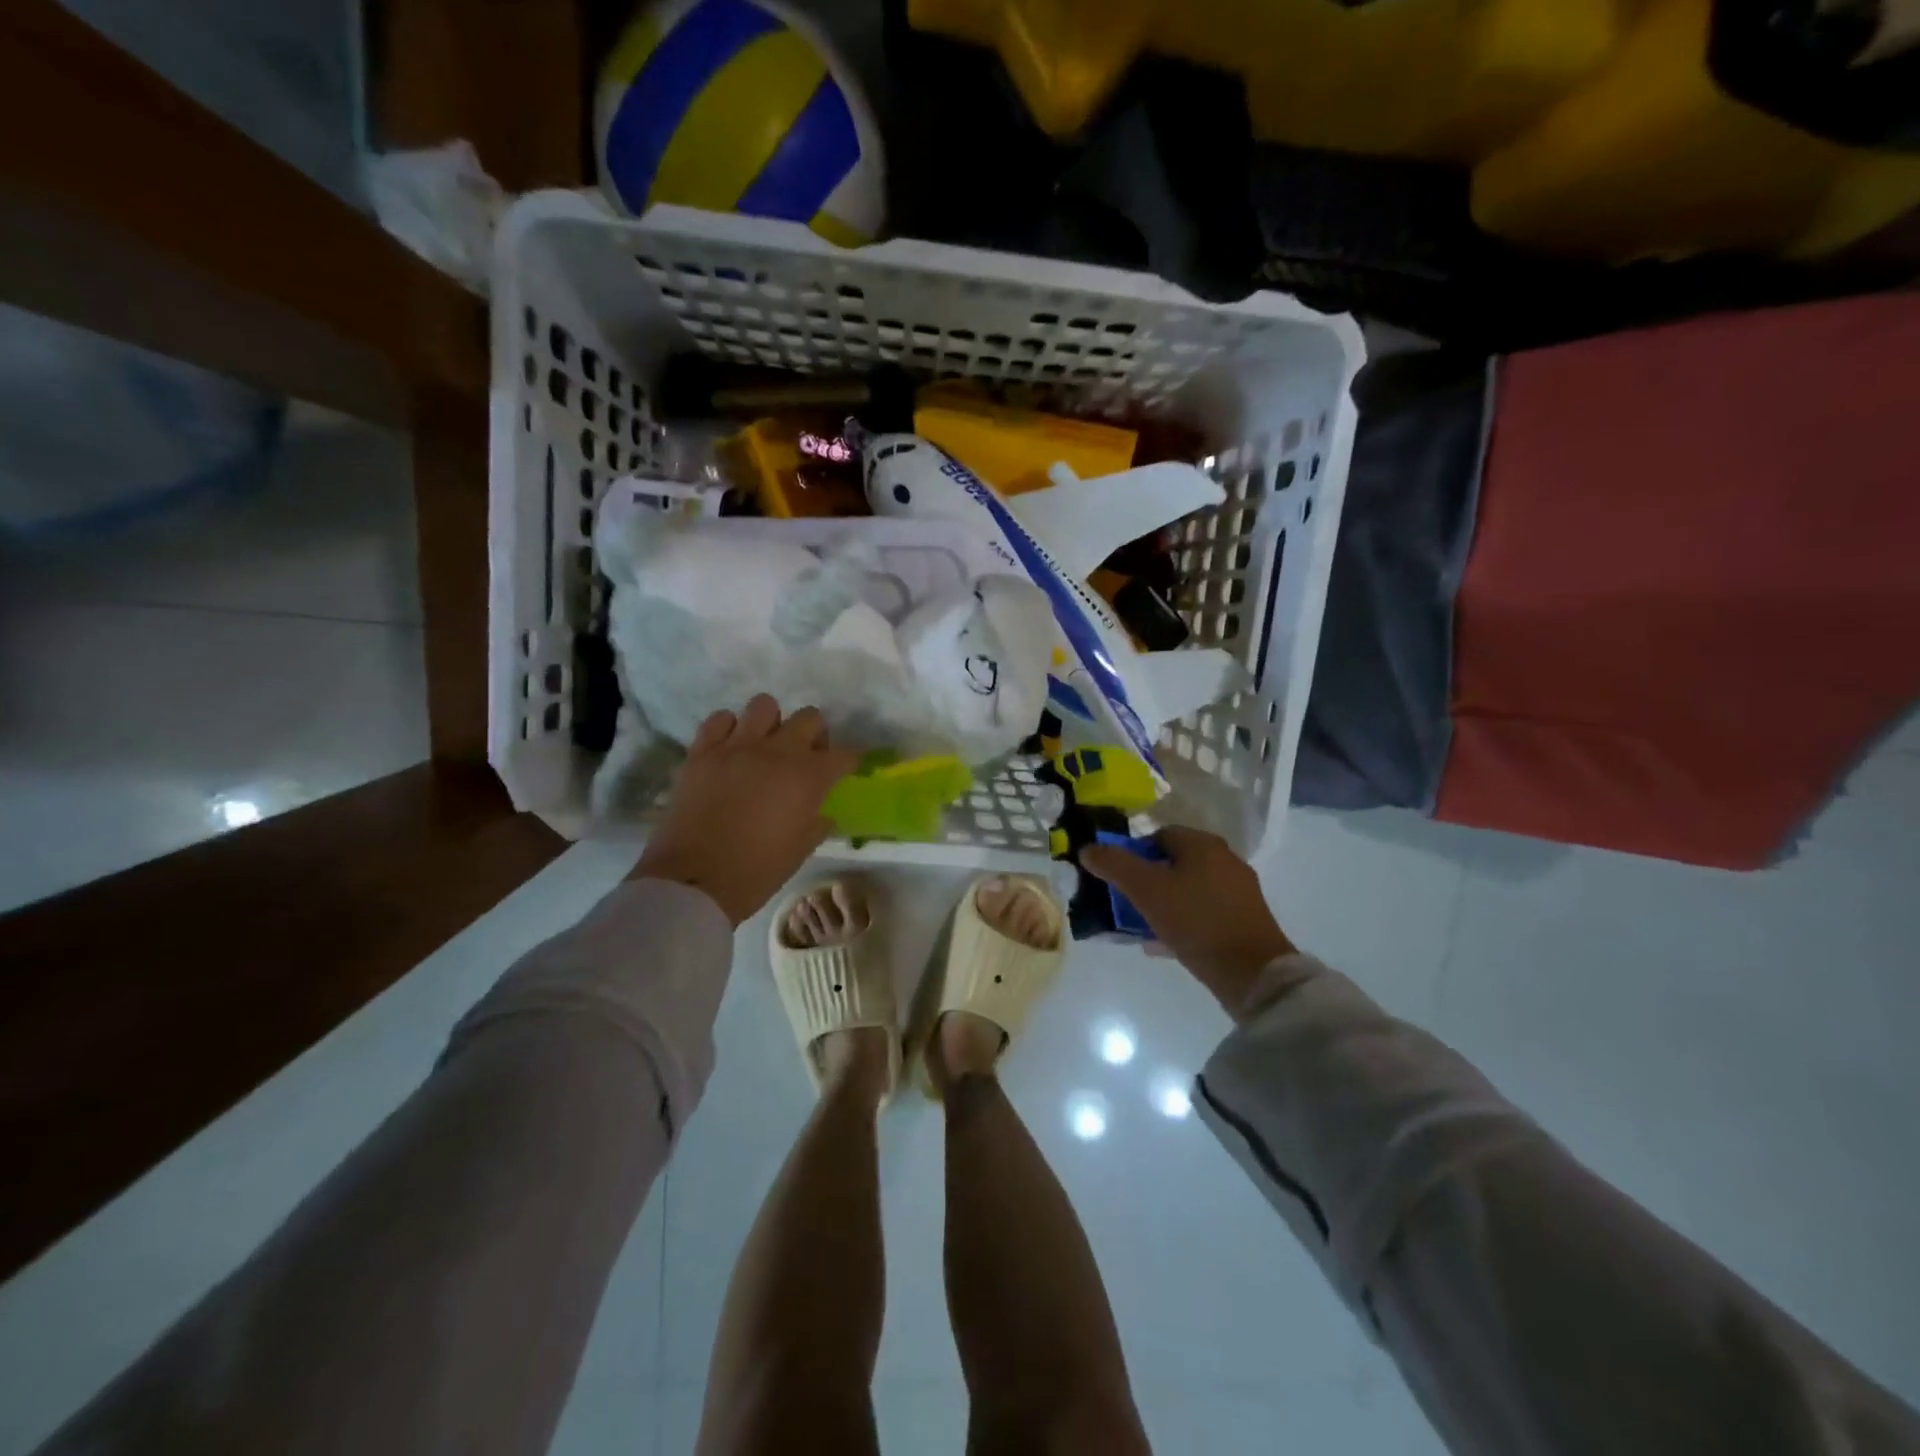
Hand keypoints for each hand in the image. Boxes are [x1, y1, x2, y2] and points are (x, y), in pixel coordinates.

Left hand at [631, 695, 859, 925]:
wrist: (693, 881)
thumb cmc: (755, 871)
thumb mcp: (800, 851)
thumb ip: (817, 824)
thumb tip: (823, 812)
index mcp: (808, 778)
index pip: (843, 754)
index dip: (850, 760)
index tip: (847, 768)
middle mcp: (777, 752)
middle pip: (809, 718)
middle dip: (815, 734)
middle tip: (806, 756)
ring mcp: (736, 747)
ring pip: (764, 705)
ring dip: (771, 723)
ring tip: (765, 746)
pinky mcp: (702, 751)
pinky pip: (720, 719)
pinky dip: (729, 729)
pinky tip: (730, 749)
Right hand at [1080, 827, 1303, 1018]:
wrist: (1252, 972)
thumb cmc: (1196, 920)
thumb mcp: (1146, 889)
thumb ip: (1114, 865)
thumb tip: (1087, 848)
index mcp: (1203, 844)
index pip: (1158, 835)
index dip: (1133, 852)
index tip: (1117, 877)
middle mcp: (1224, 860)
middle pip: (1173, 862)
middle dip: (1146, 880)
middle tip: (1125, 901)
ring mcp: (1238, 891)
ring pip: (1187, 889)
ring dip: (1162, 903)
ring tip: (1139, 925)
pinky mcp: (1244, 920)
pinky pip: (1203, 914)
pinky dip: (1181, 922)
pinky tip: (1161, 943)